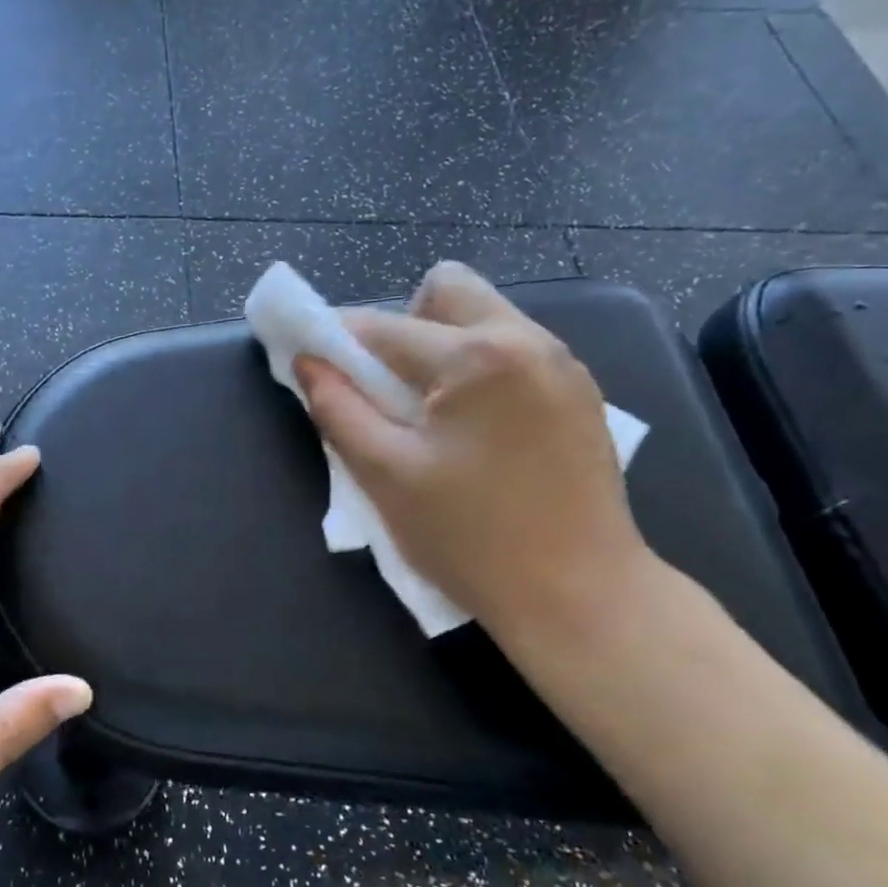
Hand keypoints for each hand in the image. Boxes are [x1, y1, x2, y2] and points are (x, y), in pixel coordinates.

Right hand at [295, 262, 652, 638]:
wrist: (580, 596)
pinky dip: (478, 368)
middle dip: (402, 325)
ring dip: (441, 346)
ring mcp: (564, 364)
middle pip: (447, 290)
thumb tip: (307, 362)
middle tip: (388, 387)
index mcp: (477, 356)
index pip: (383, 326)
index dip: (335, 339)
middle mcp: (528, 339)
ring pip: (485, 317)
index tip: (311, 360)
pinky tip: (474, 428)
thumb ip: (337, 409)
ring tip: (430, 413)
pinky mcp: (581, 393)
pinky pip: (515, 350)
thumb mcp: (385, 474)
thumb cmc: (470, 538)